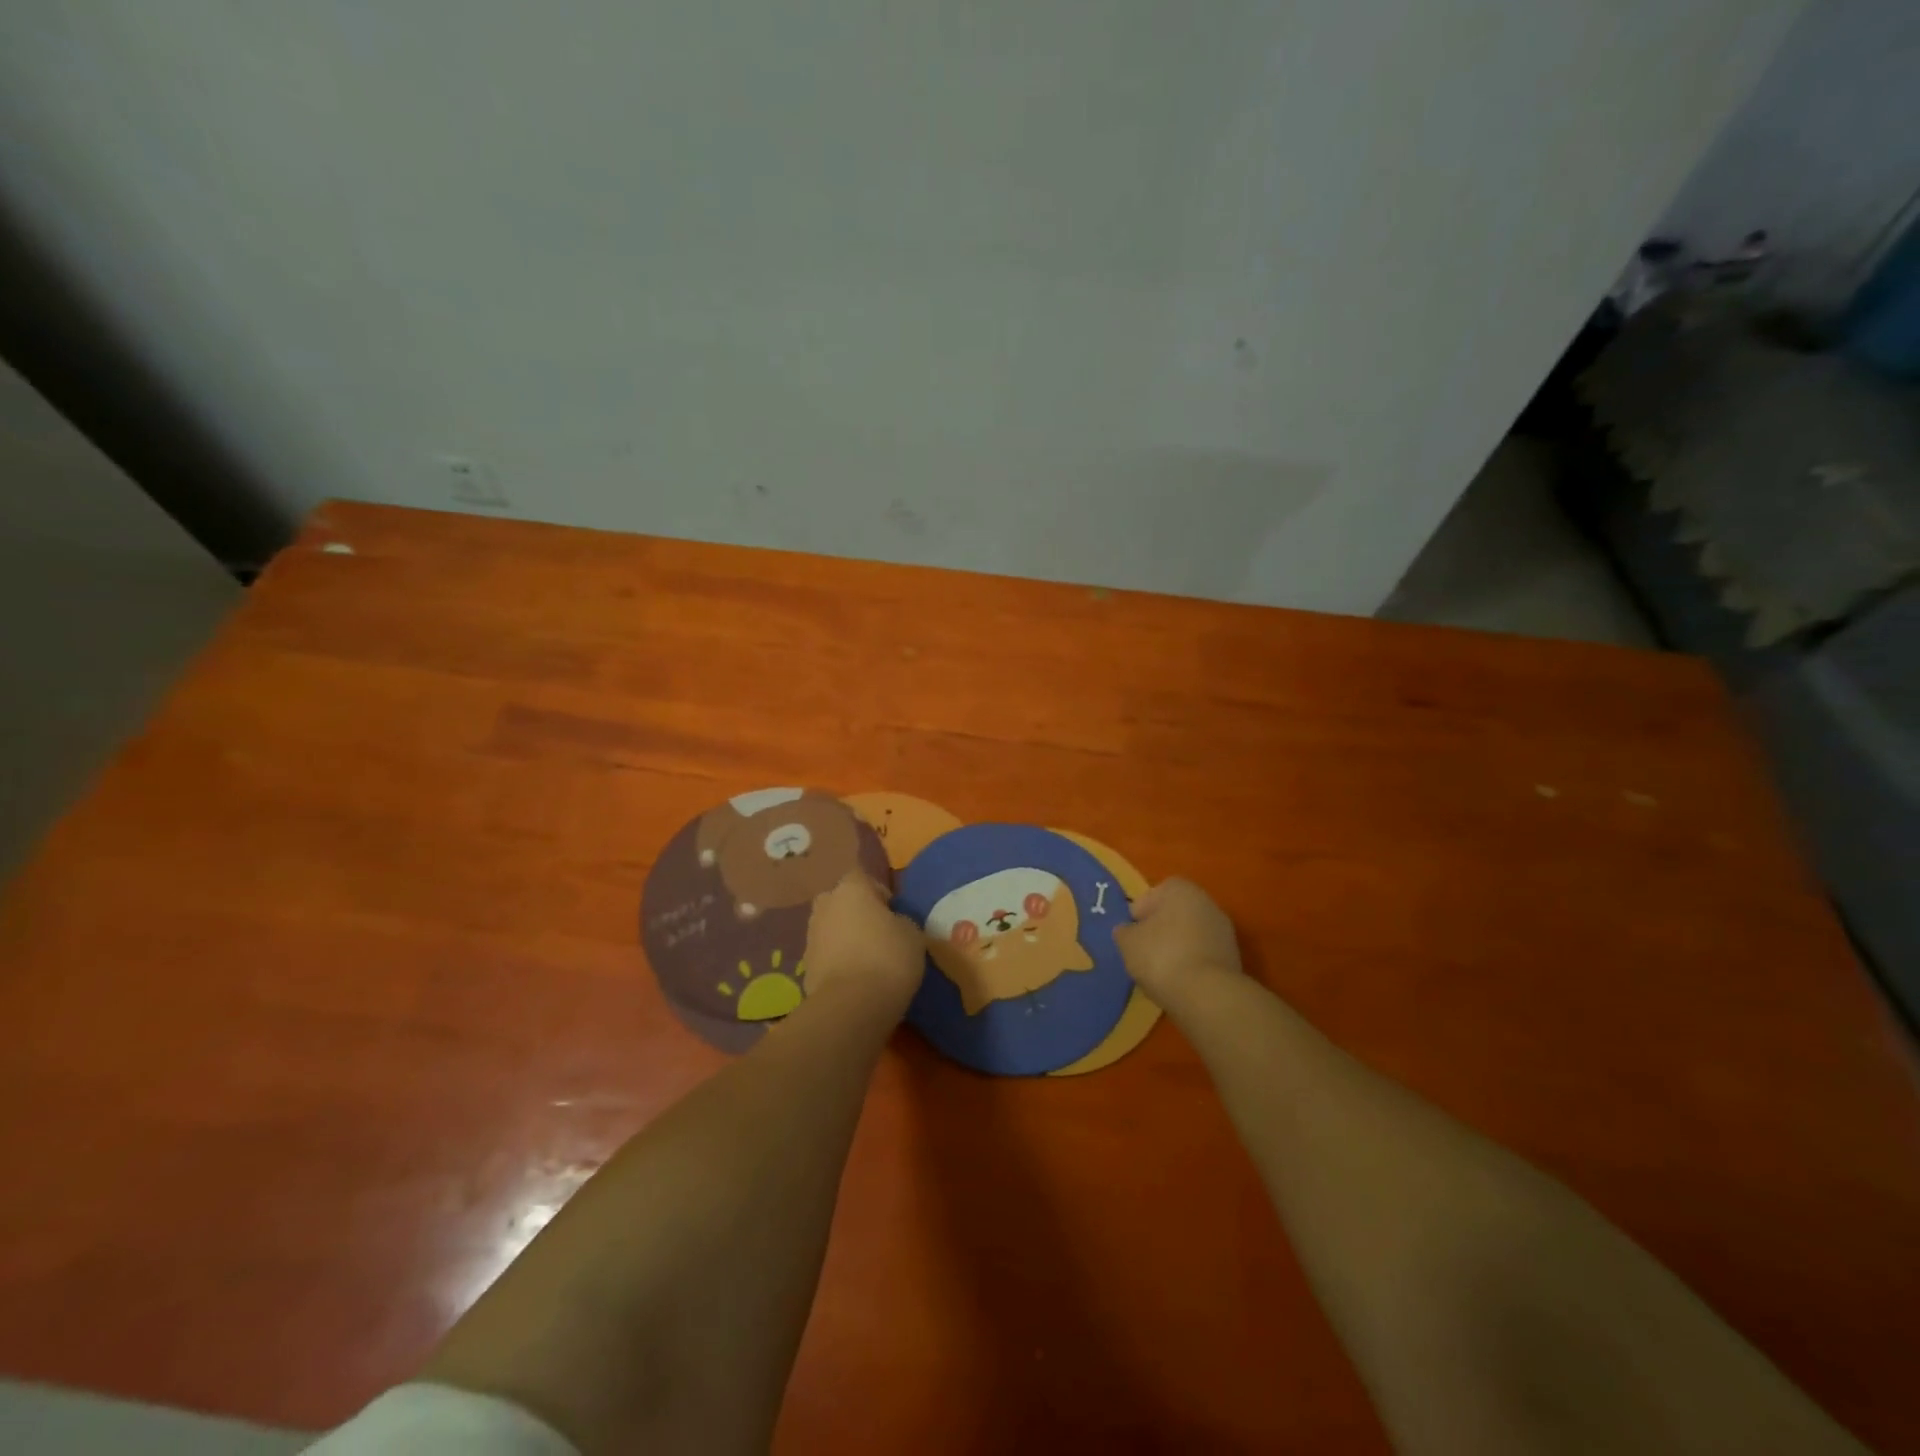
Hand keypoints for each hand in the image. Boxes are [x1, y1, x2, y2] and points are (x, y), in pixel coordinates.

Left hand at [803, 870, 925, 1016]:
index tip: (893, 911)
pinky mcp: (805, 965)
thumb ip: (901, 920)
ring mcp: (811, 935)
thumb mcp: (913, 934)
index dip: (878, 891)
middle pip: (841, 900)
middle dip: (856, 911)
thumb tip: (894, 923)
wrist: (851, 1006)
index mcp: (851, 889)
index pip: (862, 876)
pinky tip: (855, 977)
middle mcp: (825, 905)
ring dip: (844, 936)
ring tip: (867, 958)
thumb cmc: (888, 958)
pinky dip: (837, 960)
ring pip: (830, 927)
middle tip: (878, 932)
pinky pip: (825, 953)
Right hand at [1113, 878, 1242, 1008]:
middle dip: (1160, 930)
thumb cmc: (1161, 956)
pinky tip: (1179, 982)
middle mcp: (1206, 902)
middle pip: (1175, 913)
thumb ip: (1125, 931)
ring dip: (1176, 948)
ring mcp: (1224, 931)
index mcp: (1181, 889)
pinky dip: (1191, 964)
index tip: (1131, 933)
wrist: (1207, 995)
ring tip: (1160, 972)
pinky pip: (1203, 955)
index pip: (1154, 893)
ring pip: (1190, 935)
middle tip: (1143, 952)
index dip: (1140, 912)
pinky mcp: (1233, 958)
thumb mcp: (1127, 942)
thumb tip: (1128, 931)